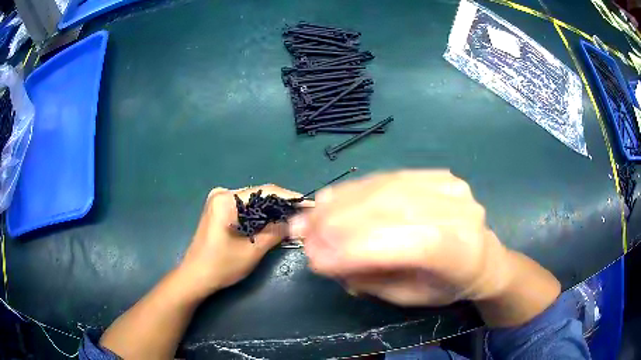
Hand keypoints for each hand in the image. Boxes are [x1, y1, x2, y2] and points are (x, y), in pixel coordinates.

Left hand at [178, 184, 304, 298]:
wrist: (195, 277)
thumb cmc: (221, 265)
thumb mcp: (253, 250)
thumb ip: (276, 232)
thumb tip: (297, 221)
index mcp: (226, 199)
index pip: (265, 191)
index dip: (289, 197)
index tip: (308, 204)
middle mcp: (222, 194)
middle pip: (259, 195)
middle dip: (281, 205)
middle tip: (303, 214)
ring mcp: (219, 201)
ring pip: (253, 202)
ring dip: (271, 211)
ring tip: (293, 219)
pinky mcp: (219, 211)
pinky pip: (246, 209)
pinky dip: (260, 216)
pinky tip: (273, 223)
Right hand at [290, 170, 511, 305]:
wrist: (482, 257)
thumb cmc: (447, 285)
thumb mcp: (410, 297)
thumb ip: (371, 277)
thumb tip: (324, 255)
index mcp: (463, 252)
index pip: (412, 244)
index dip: (360, 249)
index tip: (314, 258)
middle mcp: (461, 211)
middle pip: (395, 209)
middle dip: (340, 223)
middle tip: (301, 233)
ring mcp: (450, 186)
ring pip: (386, 188)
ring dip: (341, 203)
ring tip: (309, 217)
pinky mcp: (437, 174)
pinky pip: (388, 177)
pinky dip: (354, 190)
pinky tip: (329, 199)